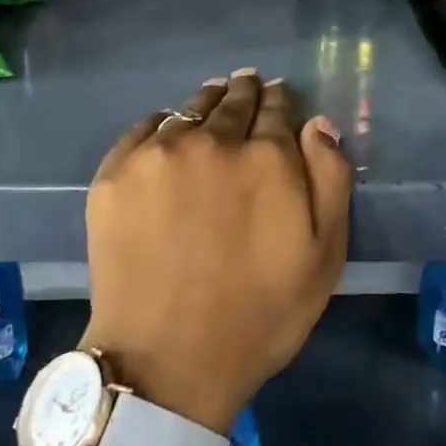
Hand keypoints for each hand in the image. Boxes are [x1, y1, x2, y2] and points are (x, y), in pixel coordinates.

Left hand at [83, 72, 351, 433]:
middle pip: (232, 101)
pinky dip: (161, 124)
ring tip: (212, 98)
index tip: (279, 95)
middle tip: (246, 84)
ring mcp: (158, 154)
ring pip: (189, 109)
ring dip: (206, 102)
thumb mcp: (324, 256)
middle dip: (245, 92)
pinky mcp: (115, 173)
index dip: (280, 100)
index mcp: (266, 157)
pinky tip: (167, 130)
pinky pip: (143, 128)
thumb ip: (330, 179)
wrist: (167, 361)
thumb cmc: (259, 315)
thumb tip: (317, 123)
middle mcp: (212, 141)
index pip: (277, 108)